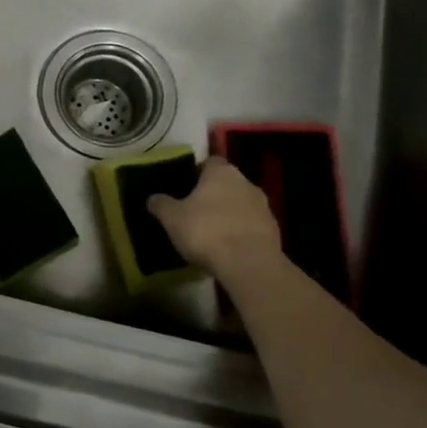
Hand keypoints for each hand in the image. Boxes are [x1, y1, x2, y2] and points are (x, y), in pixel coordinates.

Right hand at [147, 156, 284, 279]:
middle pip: (226, 183)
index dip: (197, 173)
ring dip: (229, 213)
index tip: (185, 187)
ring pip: (241, 204)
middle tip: (195, 210)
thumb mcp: (172, 218)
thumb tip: (152, 197)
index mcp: (221, 172)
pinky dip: (240, 231)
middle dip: (213, 194)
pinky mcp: (274, 230)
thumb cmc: (206, 231)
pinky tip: (228, 247)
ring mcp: (264, 206)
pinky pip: (251, 225)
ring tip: (211, 231)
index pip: (209, 162)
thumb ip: (161, 204)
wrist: (248, 264)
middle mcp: (246, 182)